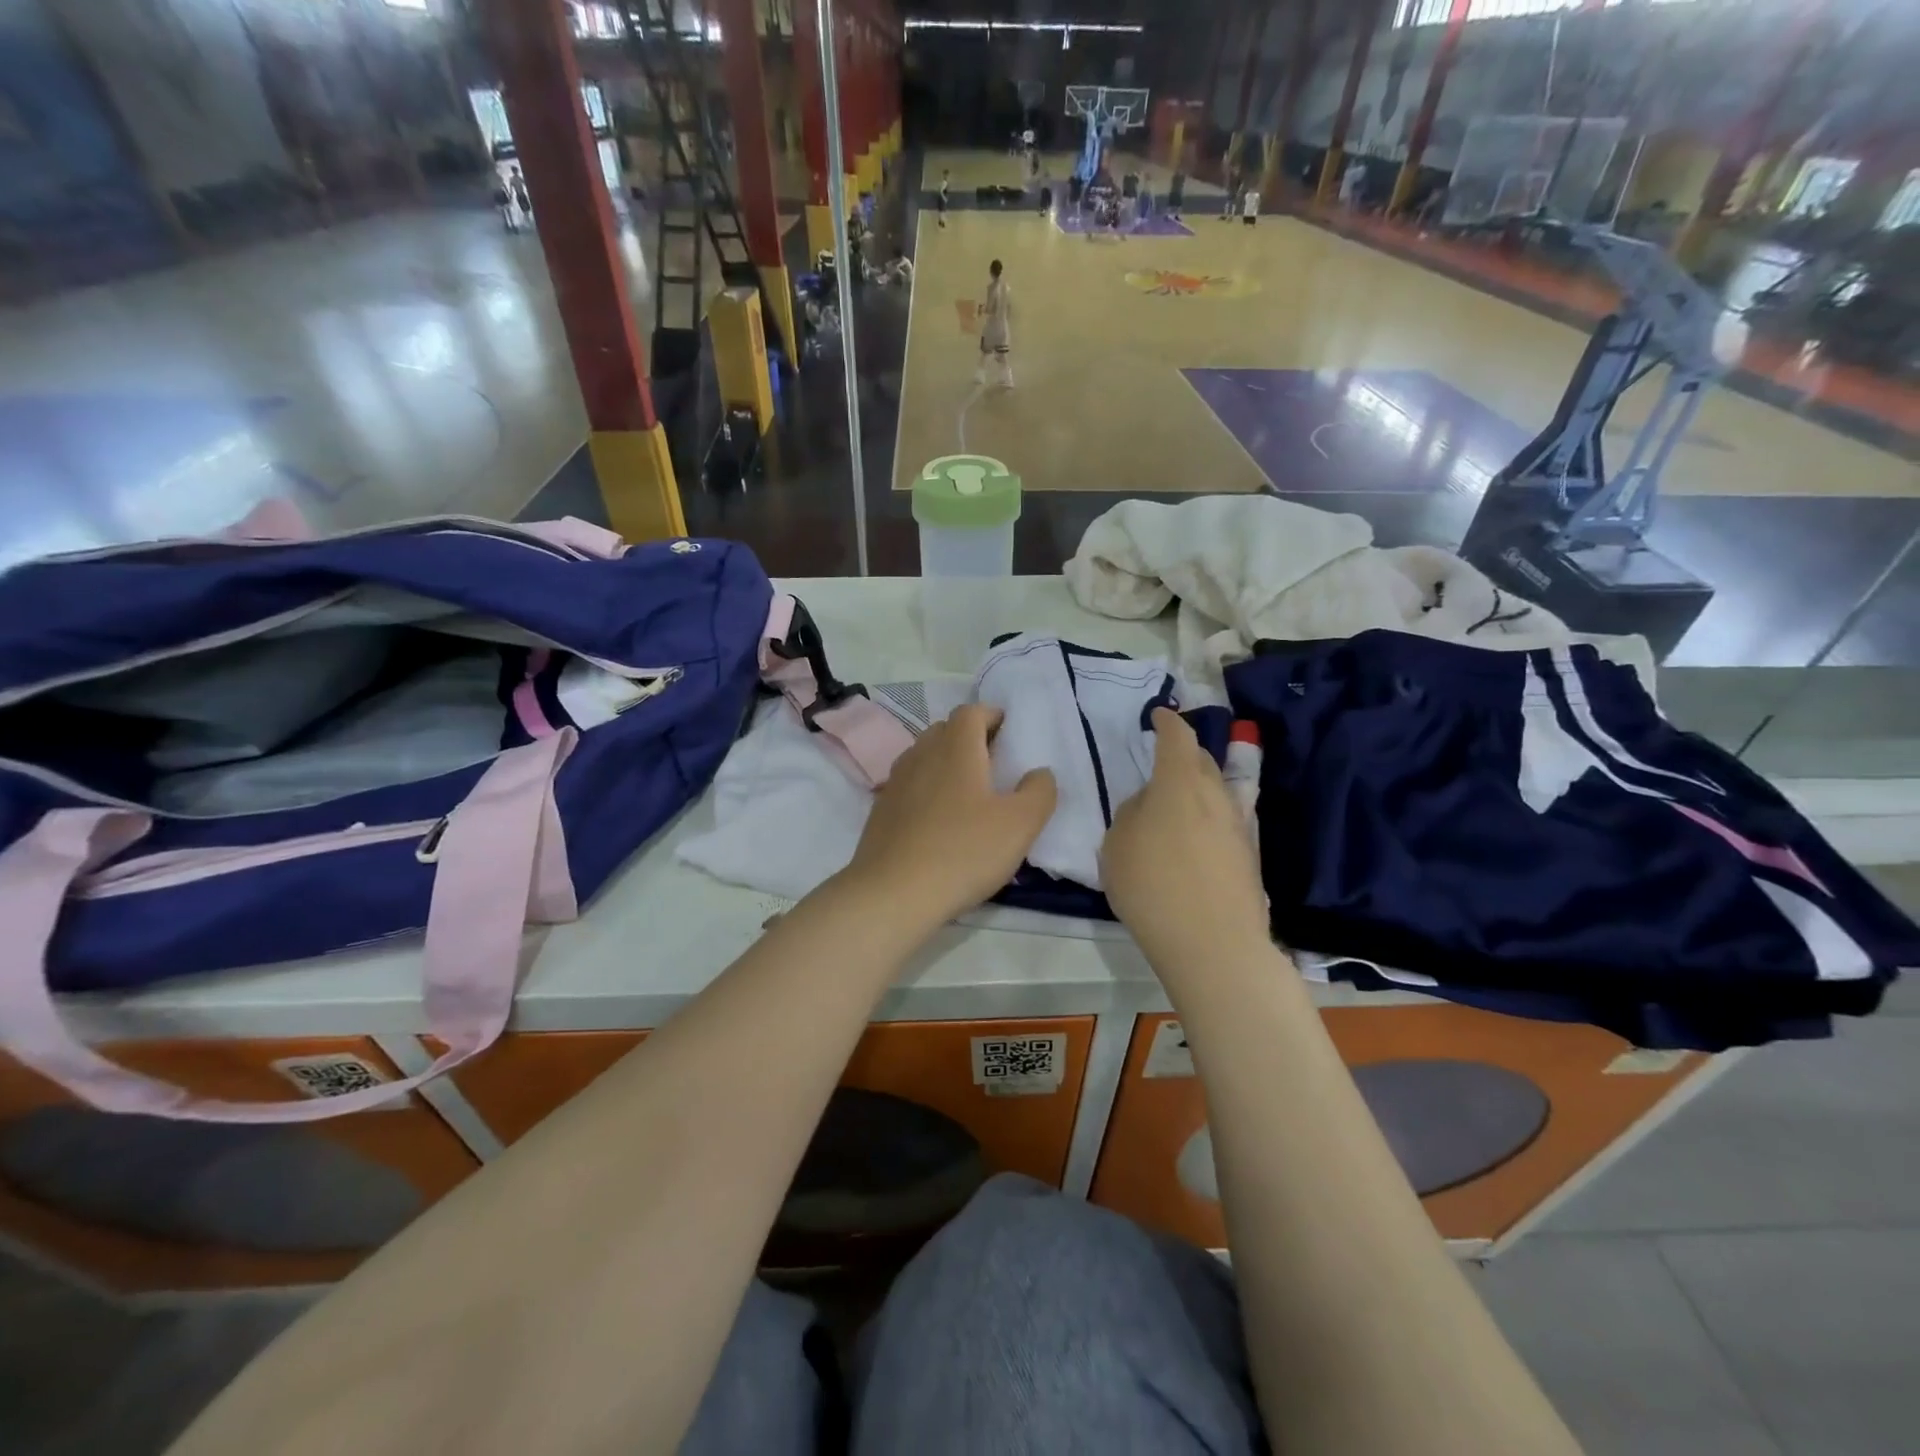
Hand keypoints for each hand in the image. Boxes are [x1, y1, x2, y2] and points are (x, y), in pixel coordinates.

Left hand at [840, 704, 1056, 930]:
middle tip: (995, 765)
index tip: (1011, 735)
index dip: (992, 716)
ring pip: (925, 757)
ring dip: (947, 764)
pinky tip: (940, 821)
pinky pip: (910, 786)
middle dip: (971, 739)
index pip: (971, 712)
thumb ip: (1039, 791)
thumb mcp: (1020, 825)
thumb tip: (1039, 773)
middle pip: (946, 731)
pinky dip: (928, 790)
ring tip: (970, 794)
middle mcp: (921, 754)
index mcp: (956, 748)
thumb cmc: (963, 851)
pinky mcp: (881, 810)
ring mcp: (896, 782)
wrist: (893, 893)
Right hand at [1101, 708, 1269, 975]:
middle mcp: (1215, 795)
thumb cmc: (1152, 886)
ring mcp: (1239, 825)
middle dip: (1184, 754)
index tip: (1159, 715)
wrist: (1213, 943)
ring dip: (1198, 788)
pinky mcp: (1250, 855)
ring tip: (1177, 803)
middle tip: (1163, 761)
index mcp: (1179, 783)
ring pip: (1218, 791)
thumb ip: (1132, 813)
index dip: (1168, 722)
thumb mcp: (1117, 845)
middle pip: (1203, 761)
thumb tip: (1151, 804)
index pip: (1177, 737)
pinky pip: (1225, 821)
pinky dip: (1208, 819)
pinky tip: (1194, 839)